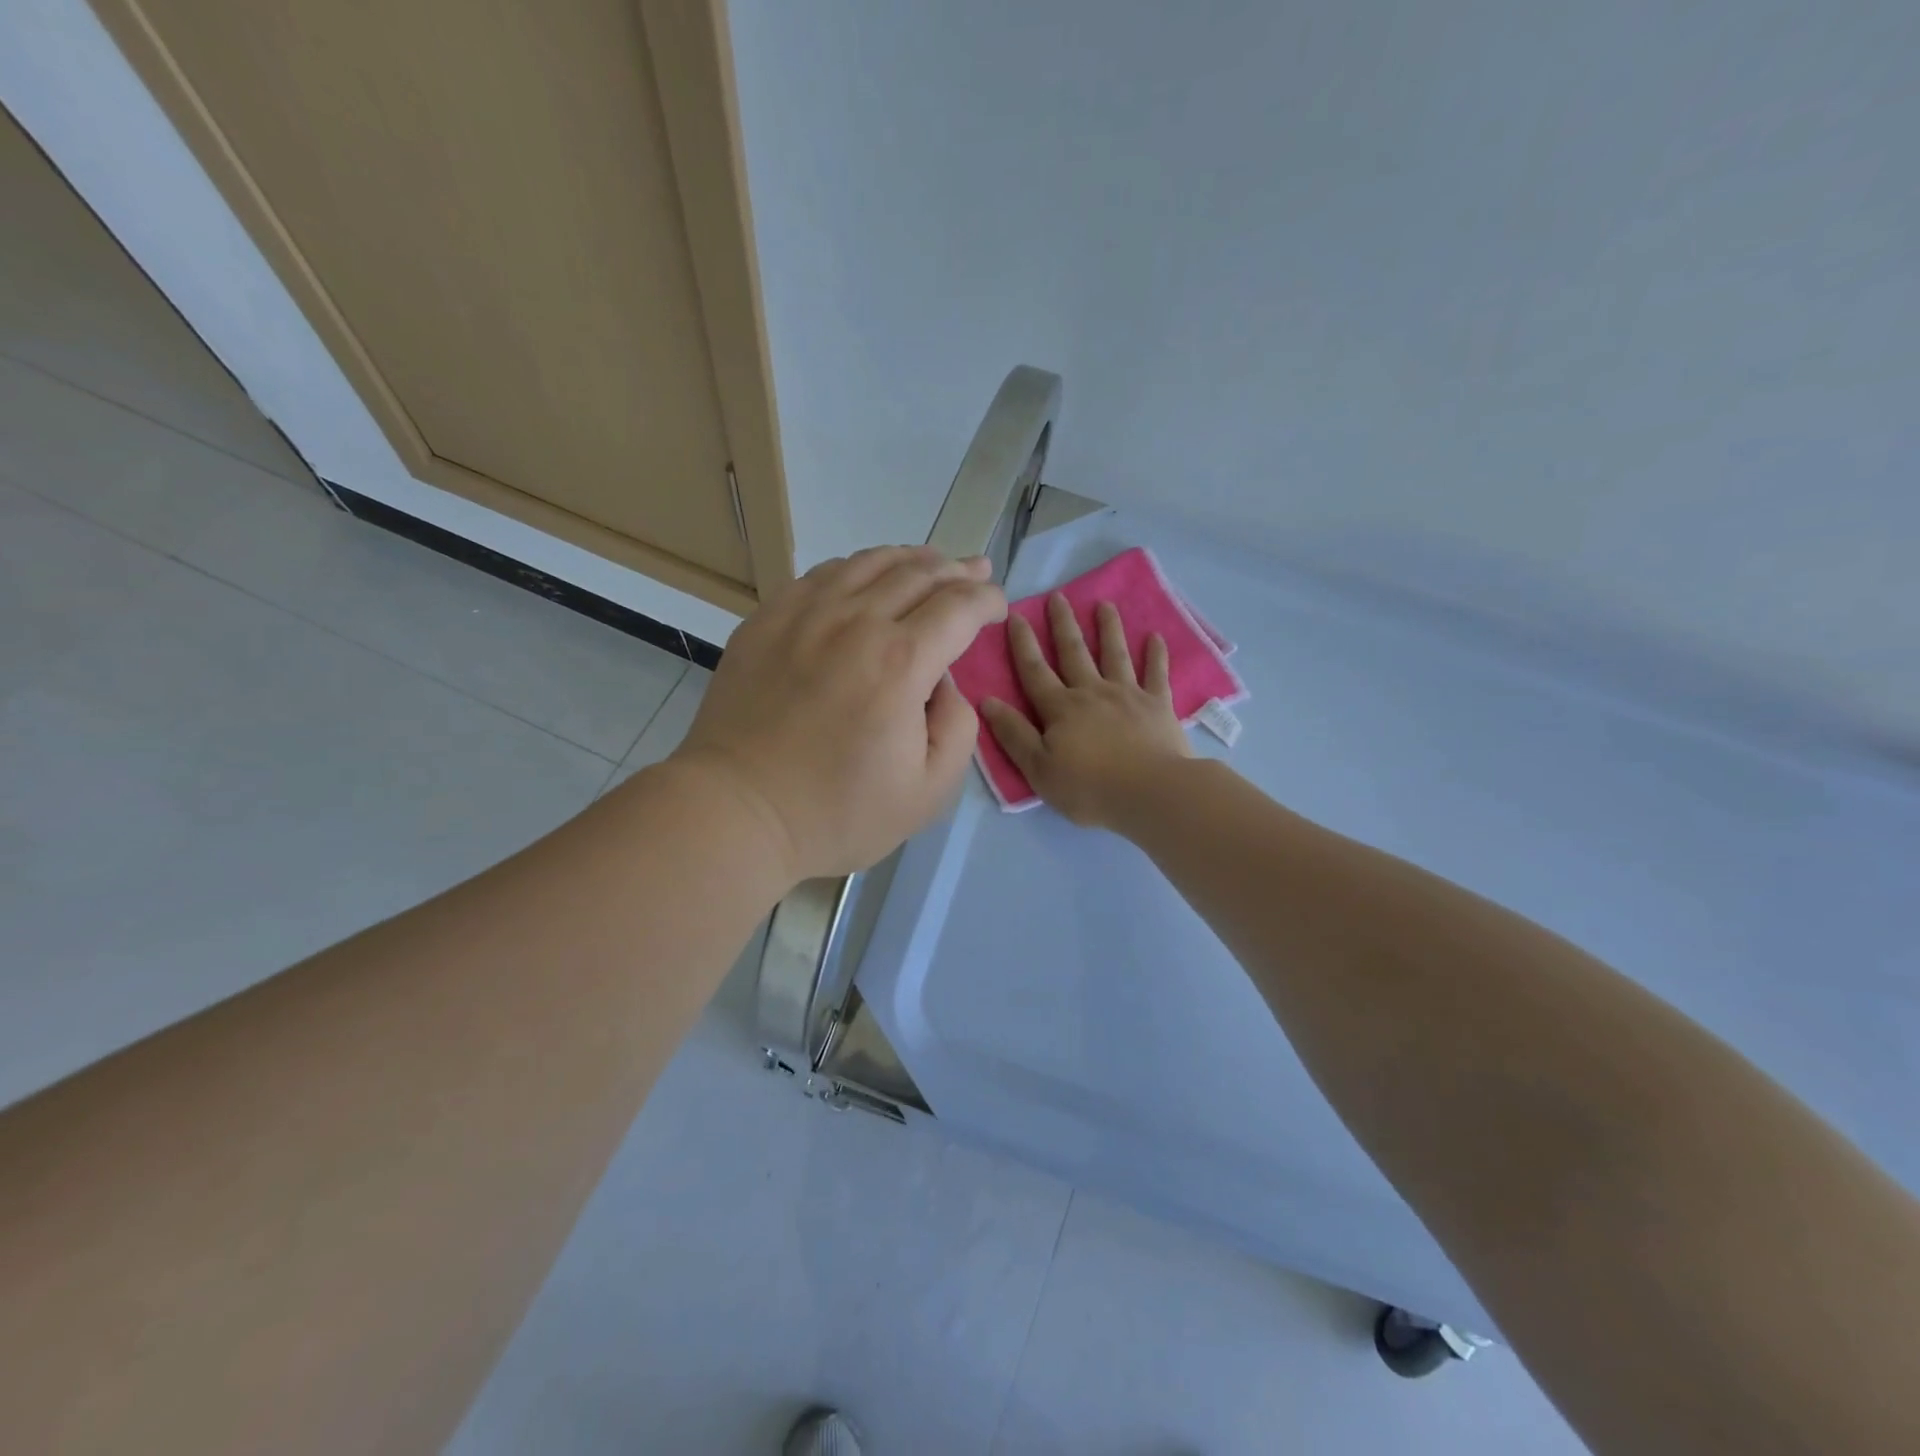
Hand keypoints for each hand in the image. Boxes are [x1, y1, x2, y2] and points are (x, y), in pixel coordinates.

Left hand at [673, 545, 1005, 880]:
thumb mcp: (928, 792)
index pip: (959, 607)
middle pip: (919, 573)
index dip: (988, 600)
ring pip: (870, 562)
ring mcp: (804, 614)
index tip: (998, 608)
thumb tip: (947, 682)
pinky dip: (858, 567)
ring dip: (911, 558)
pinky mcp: (767, 619)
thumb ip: (958, 728)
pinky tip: (865, 576)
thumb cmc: (837, 813)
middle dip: (958, 570)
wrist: (738, 811)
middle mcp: (856, 622)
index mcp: (901, 663)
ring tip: (932, 562)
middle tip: (977, 572)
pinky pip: (822, 574)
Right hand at [981, 595, 1192, 828]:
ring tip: (1105, 604)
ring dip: (1109, 628)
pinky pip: (1157, 673)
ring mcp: (1128, 695)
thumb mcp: (1038, 769)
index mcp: (1060, 708)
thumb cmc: (1089, 787)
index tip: (1016, 615)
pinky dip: (1156, 654)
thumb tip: (987, 701)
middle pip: (1074, 652)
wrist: (1151, 793)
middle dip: (1064, 624)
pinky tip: (1156, 636)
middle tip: (1059, 596)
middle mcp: (1092, 692)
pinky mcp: (1159, 705)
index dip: (1023, 644)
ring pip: (1114, 654)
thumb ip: (1013, 734)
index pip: (1035, 670)